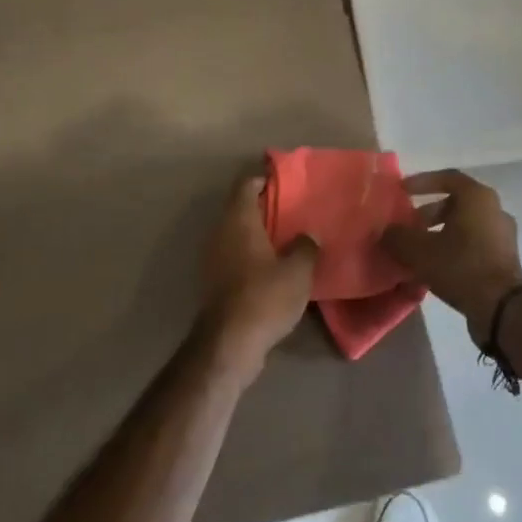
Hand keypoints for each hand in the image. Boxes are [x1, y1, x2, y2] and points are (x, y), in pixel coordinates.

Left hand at [200, 173, 316, 377]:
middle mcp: (221, 232)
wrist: (230, 343)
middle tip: (292, 210)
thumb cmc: (265, 296)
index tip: (285, 182)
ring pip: (236, 233)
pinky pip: (234, 255)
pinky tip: (273, 267)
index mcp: (239, 220)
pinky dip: (251, 254)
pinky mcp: (215, 281)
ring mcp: (214, 258)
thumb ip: (306, 246)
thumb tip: (308, 236)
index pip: (245, 184)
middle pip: (240, 208)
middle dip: (264, 207)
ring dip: (258, 233)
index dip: (264, 178)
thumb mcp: (298, 271)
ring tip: (286, 238)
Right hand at [382, 170, 521, 340]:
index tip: (402, 190)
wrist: (502, 310)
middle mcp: (494, 209)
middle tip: (408, 226)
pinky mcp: (505, 259)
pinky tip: (436, 268)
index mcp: (477, 197)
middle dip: (429, 213)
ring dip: (440, 233)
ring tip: (418, 251)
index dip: (422, 182)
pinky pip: (474, 244)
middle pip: (456, 203)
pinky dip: (454, 249)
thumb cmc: (461, 266)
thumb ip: (397, 237)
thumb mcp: (419, 251)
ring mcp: (503, 235)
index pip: (447, 177)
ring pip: (465, 225)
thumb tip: (385, 232)